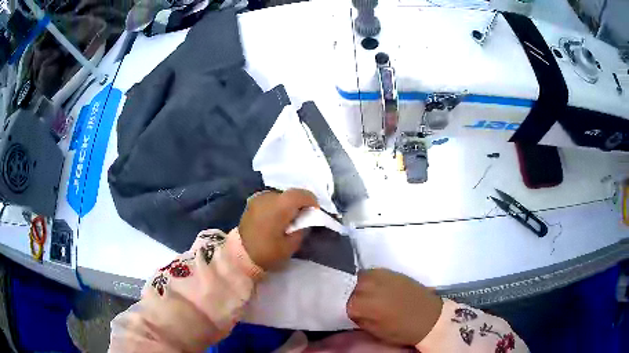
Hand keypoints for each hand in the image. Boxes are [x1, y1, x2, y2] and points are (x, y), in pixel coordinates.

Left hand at [239, 188, 317, 270]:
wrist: (240, 255)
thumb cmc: (267, 252)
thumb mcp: (291, 245)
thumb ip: (302, 228)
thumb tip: (306, 219)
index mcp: (279, 206)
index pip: (300, 194)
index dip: (311, 200)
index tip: (315, 211)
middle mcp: (268, 197)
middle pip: (290, 193)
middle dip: (299, 202)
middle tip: (303, 216)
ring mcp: (258, 199)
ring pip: (280, 195)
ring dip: (287, 203)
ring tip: (289, 218)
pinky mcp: (251, 203)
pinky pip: (270, 199)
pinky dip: (277, 205)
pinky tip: (277, 217)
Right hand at [347, 269, 442, 346]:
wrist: (429, 317)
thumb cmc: (401, 330)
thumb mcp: (375, 331)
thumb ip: (359, 318)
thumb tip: (352, 310)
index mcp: (362, 305)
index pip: (343, 303)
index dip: (349, 309)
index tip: (355, 314)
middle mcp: (368, 287)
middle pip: (350, 287)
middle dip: (353, 295)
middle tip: (361, 304)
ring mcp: (380, 276)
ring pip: (359, 278)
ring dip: (360, 286)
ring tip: (368, 295)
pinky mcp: (390, 271)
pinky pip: (372, 273)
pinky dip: (371, 280)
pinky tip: (377, 287)